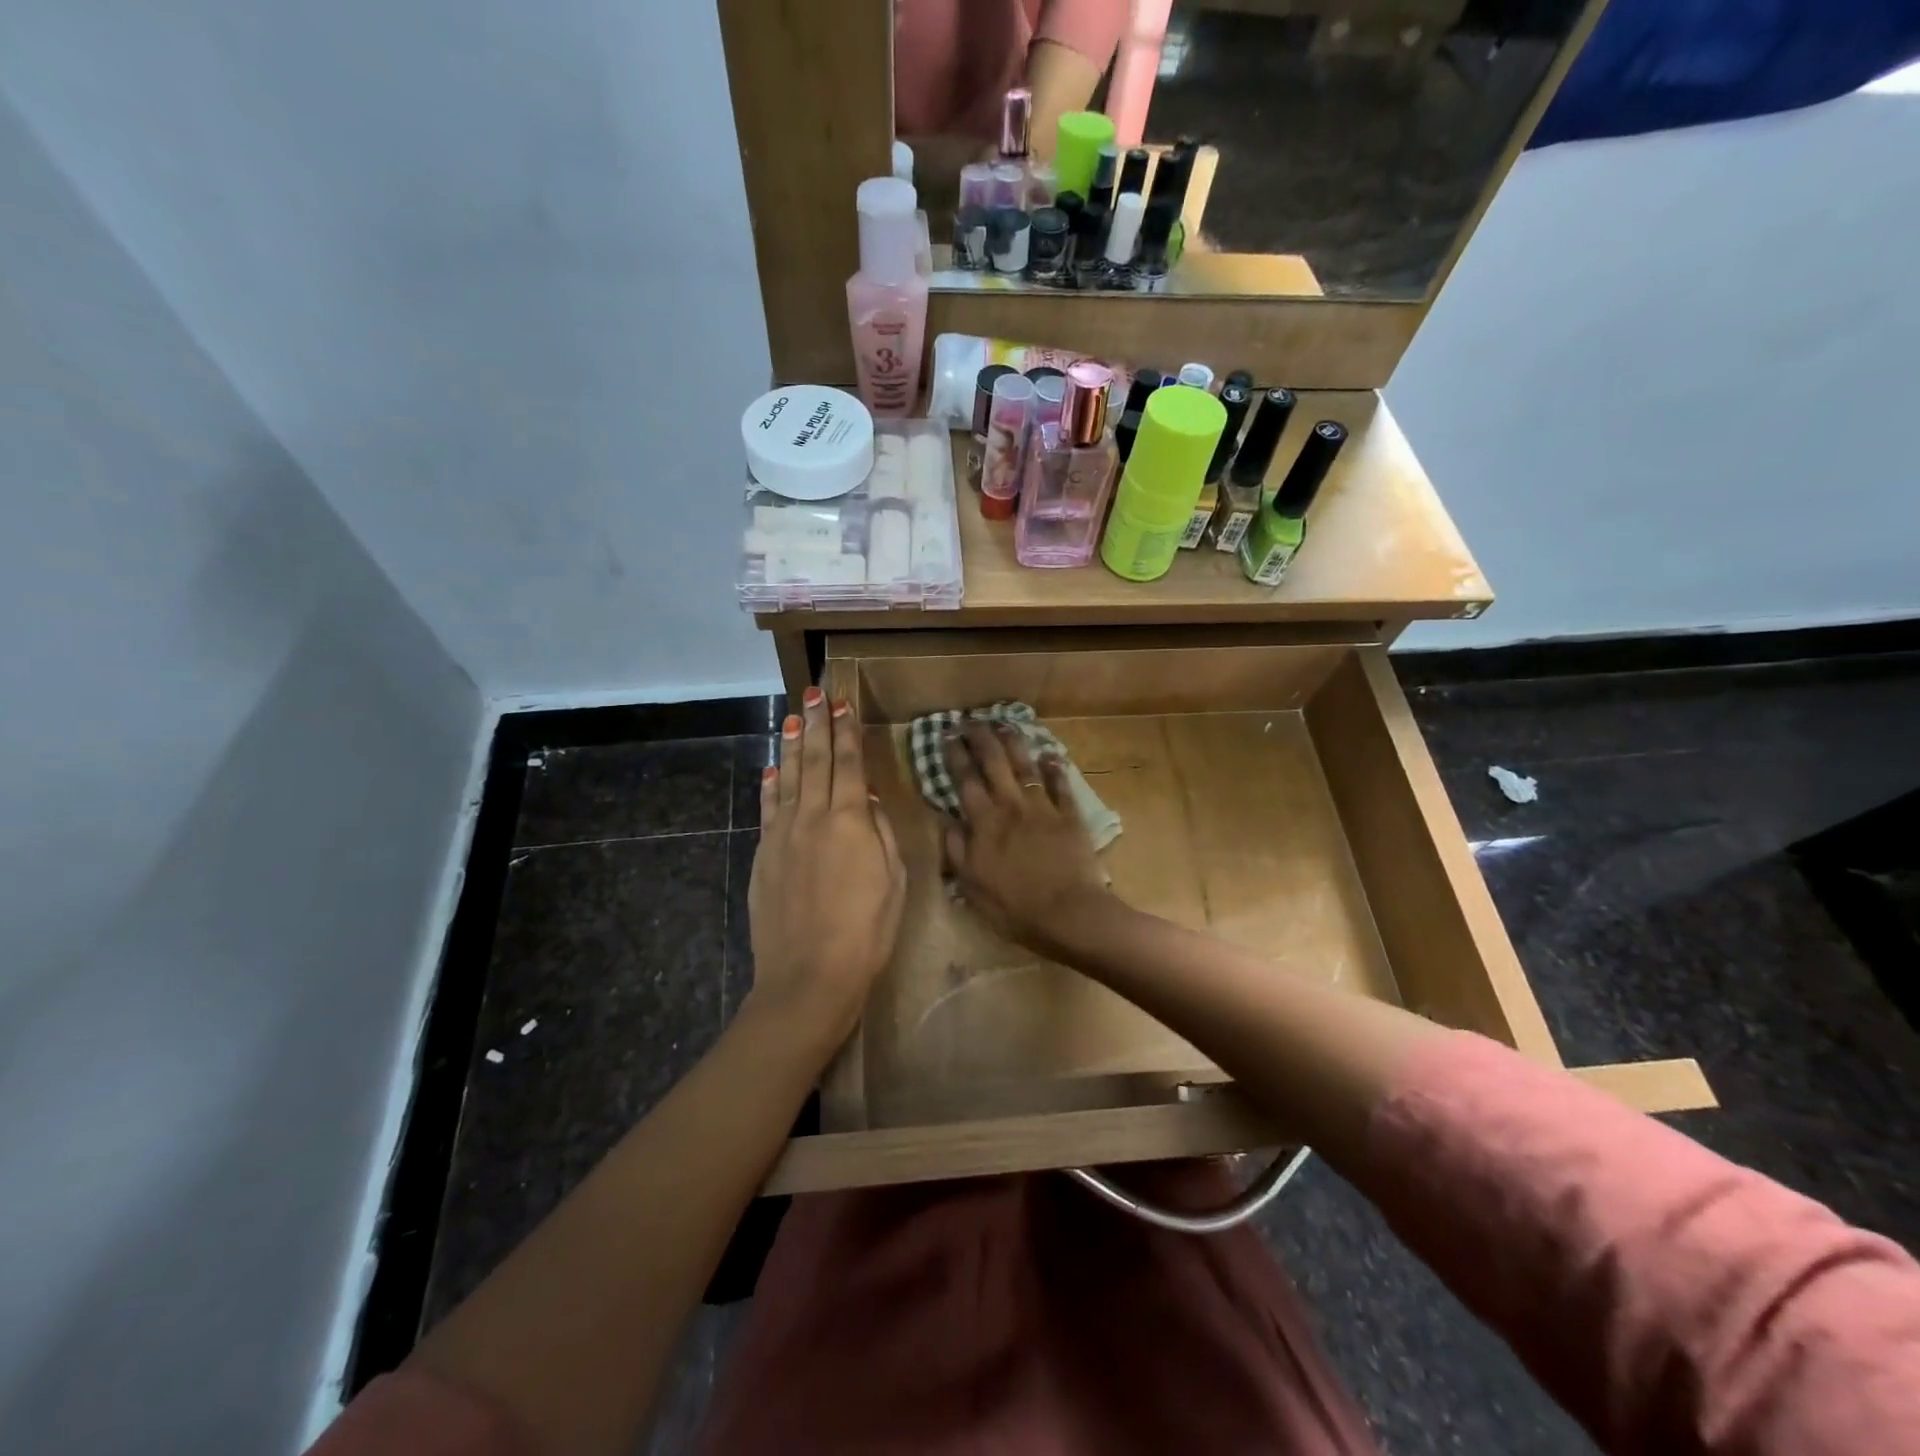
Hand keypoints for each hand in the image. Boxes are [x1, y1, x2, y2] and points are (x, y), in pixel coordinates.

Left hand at [747, 687, 905, 1058]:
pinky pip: (767, 809)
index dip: (845, 731)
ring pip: (786, 778)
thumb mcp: (893, 880)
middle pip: (813, 760)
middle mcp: (812, 817)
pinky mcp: (764, 855)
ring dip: (789, 745)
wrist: (810, 975)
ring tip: (790, 718)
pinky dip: (768, 785)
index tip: (842, 703)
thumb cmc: (866, 931)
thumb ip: (879, 833)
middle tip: (813, 693)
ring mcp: (782, 835)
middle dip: (814, 724)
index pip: (848, 764)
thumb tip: (865, 797)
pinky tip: (769, 769)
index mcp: (850, 821)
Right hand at [942, 722, 1110, 955]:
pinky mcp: (1070, 816)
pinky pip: (1061, 785)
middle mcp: (1011, 806)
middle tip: (971, 721)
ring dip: (1014, 743)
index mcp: (984, 824)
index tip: (948, 735)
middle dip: (981, 738)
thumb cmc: (1015, 908)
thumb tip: (946, 821)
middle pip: (994, 763)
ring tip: (1004, 725)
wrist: (1069, 914)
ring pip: (1026, 766)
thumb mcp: (972, 887)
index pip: (965, 781)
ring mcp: (1043, 808)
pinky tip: (1051, 755)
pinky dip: (1055, 769)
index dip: (955, 756)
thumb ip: (957, 851)